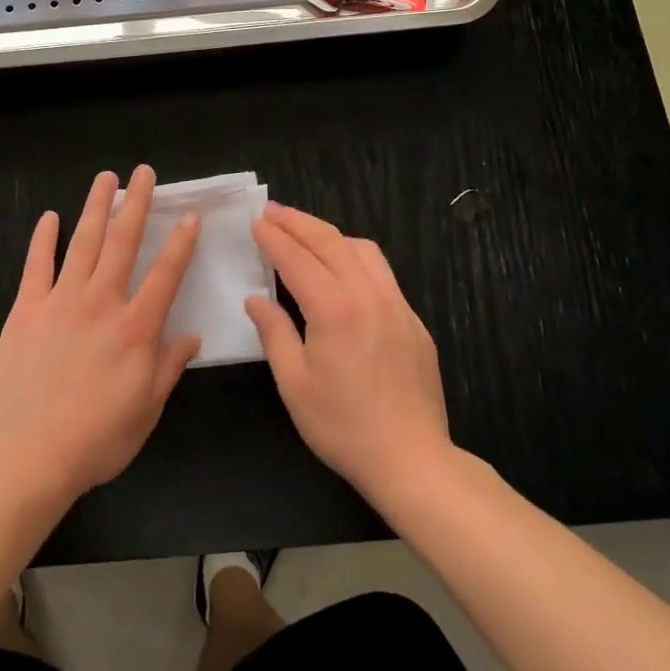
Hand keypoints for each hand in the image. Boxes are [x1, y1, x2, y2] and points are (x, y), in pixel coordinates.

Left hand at [0, 167, 201, 502]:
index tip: (189, 214)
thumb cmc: (96, 439)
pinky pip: (36, 266)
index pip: (166, 274)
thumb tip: (191, 337)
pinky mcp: (26, 309)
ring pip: (83, 242)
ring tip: (105, 178)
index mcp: (136, 328)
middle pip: (123, 242)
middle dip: (135, 203)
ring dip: (96, 207)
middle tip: (143, 173)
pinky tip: (50, 217)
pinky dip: (43, 239)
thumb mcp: (146, 410)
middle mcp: (102, 302)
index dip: (180, 242)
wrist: (29, 453)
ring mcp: (61, 301)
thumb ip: (168, 368)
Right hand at [246, 204, 452, 503]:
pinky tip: (344, 270)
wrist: (412, 459)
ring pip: (362, 249)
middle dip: (298, 222)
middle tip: (273, 211)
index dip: (274, 238)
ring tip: (306, 234)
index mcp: (334, 309)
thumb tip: (256, 299)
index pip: (297, 259)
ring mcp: (396, 305)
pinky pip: (382, 273)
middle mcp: (368, 295)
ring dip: (330, 234)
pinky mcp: (413, 320)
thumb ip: (274, 333)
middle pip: (330, 242)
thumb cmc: (343, 426)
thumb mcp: (294, 384)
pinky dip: (355, 256)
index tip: (256, 222)